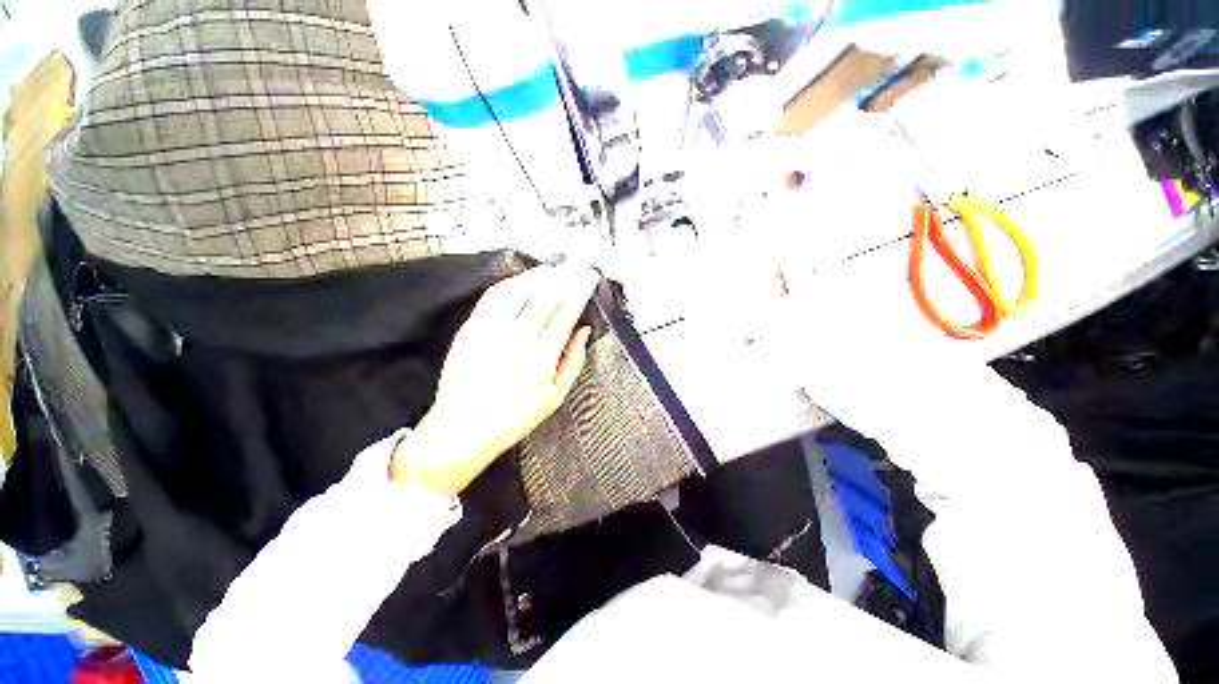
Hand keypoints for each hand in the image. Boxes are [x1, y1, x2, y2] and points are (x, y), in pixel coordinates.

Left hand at [390, 264, 599, 494]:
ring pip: (519, 290)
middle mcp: (518, 339)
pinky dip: (511, 283)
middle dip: (564, 276)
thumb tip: (584, 330)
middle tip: (576, 263)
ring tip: (553, 268)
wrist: (463, 428)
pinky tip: (522, 279)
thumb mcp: (555, 397)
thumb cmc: (516, 417)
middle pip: (545, 296)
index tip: (589, 276)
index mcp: (542, 358)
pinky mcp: (471, 328)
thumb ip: (573, 361)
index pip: (566, 313)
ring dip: (539, 275)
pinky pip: (493, 297)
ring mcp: (491, 331)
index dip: (580, 291)